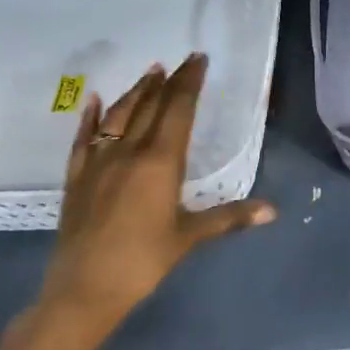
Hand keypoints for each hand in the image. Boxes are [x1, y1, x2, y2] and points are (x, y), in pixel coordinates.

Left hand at [15, 56, 276, 349]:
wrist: (83, 290)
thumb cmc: (143, 261)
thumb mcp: (190, 237)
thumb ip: (230, 217)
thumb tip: (272, 210)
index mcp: (160, 161)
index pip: (178, 109)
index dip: (189, 82)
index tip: (198, 59)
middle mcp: (128, 151)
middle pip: (151, 106)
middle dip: (168, 81)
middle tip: (181, 61)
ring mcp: (98, 162)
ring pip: (118, 115)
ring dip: (136, 91)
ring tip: (150, 71)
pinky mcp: (77, 177)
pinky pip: (83, 138)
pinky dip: (90, 117)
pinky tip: (94, 100)